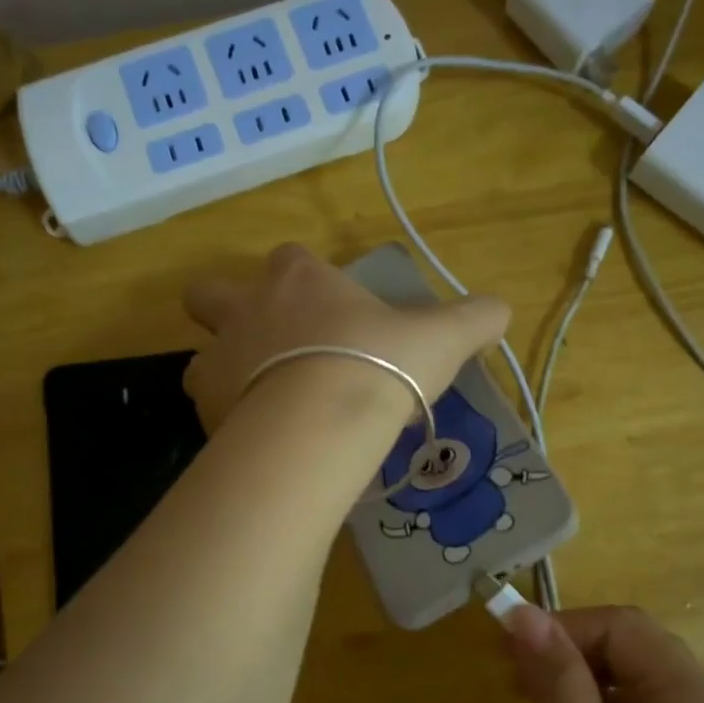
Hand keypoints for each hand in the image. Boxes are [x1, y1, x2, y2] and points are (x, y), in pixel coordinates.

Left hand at [181, 244, 508, 429]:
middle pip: (210, 295)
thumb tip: (503, 309)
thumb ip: (472, 319)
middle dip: (225, 313)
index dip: (302, 279)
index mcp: (298, 279)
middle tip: (264, 346)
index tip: (327, 311)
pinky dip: (228, 422)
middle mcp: (247, 309)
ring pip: (201, 357)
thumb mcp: (440, 339)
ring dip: (224, 373)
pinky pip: (208, 409)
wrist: (324, 420)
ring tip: (262, 404)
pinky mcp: (206, 409)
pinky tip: (260, 443)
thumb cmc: (380, 363)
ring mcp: (218, 358)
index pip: (289, 259)